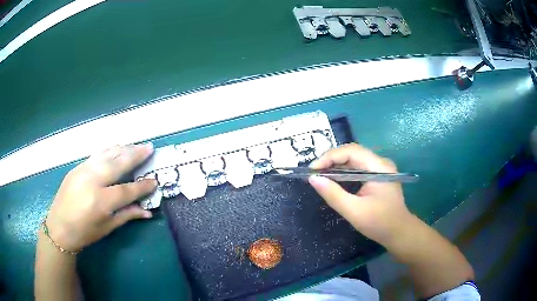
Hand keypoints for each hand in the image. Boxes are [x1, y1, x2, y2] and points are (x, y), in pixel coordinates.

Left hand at [44, 144, 156, 251]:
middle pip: (117, 163)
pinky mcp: (77, 167)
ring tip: (136, 145)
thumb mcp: (107, 227)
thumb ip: (127, 215)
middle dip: (135, 155)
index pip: (126, 190)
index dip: (142, 186)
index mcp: (100, 201)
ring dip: (123, 148)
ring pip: (106, 154)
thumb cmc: (84, 232)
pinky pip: (96, 155)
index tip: (155, 181)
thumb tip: (147, 211)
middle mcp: (92, 181)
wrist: (59, 226)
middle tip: (149, 147)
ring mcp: (83, 170)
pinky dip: (109, 150)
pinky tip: (116, 148)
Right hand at [308, 143, 412, 245]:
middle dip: (331, 160)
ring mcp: (380, 168)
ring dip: (336, 165)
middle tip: (314, 172)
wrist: (399, 232)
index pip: (351, 151)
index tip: (313, 170)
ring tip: (320, 175)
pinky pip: (357, 168)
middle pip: (352, 152)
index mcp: (379, 167)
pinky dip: (343, 171)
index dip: (330, 157)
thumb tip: (313, 179)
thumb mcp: (354, 211)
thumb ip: (333, 194)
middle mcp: (380, 163)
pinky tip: (333, 179)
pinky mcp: (377, 175)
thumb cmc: (379, 223)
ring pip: (354, 159)